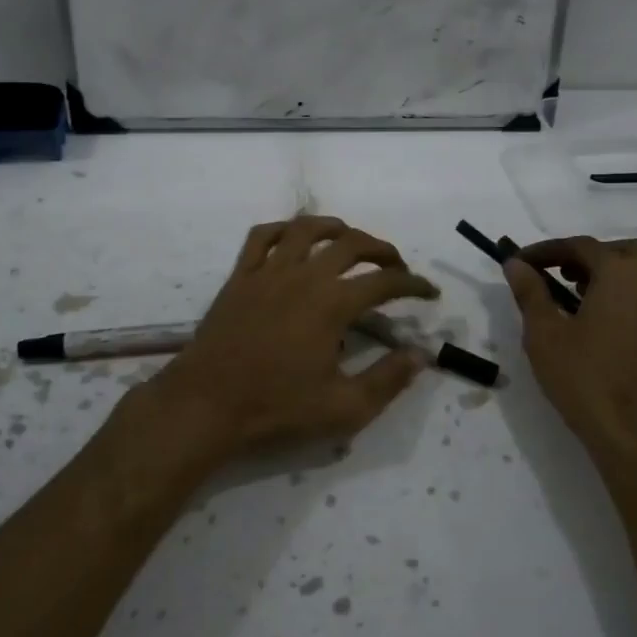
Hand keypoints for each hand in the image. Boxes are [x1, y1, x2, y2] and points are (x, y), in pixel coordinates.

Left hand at [142, 216, 438, 466]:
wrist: (208, 403)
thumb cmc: (277, 408)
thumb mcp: (344, 408)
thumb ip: (388, 380)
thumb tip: (420, 354)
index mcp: (333, 304)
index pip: (386, 281)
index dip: (414, 284)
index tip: (428, 293)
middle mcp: (304, 275)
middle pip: (352, 243)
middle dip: (382, 249)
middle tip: (395, 266)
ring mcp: (268, 271)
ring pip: (307, 229)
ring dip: (336, 228)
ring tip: (350, 240)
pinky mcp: (240, 276)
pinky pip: (262, 236)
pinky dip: (283, 229)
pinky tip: (294, 238)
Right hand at [505, 237, 636, 465]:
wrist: (635, 434)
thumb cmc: (585, 378)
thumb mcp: (545, 333)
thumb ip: (530, 292)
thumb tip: (516, 264)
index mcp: (622, 275)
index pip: (581, 246)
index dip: (546, 250)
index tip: (519, 262)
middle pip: (622, 251)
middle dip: (587, 255)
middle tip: (557, 272)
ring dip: (607, 273)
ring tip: (571, 295)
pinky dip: (621, 294)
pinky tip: (594, 320)